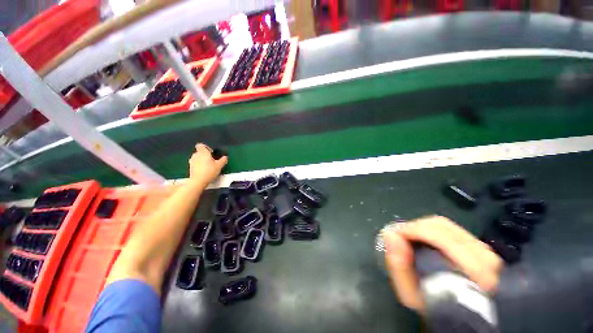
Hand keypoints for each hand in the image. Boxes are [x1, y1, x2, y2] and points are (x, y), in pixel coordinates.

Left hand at [188, 143, 227, 186]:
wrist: (198, 181)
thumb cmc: (209, 171)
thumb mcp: (219, 165)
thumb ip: (223, 160)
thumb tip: (225, 157)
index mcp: (203, 152)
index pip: (201, 145)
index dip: (206, 147)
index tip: (211, 152)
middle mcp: (196, 155)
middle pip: (200, 151)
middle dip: (205, 155)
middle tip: (212, 160)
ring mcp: (192, 161)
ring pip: (198, 157)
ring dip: (202, 160)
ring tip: (209, 166)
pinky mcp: (190, 167)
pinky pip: (195, 163)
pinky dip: (199, 165)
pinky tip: (205, 170)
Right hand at [383, 216, 501, 312]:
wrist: (462, 315)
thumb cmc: (435, 308)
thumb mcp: (412, 295)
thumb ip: (399, 266)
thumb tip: (389, 234)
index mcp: (472, 270)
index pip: (435, 234)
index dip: (409, 230)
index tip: (393, 236)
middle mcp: (483, 255)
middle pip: (439, 225)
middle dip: (413, 227)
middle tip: (399, 237)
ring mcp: (484, 249)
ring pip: (444, 224)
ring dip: (421, 228)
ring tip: (409, 238)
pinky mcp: (481, 247)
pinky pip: (450, 229)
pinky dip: (431, 230)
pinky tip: (423, 241)